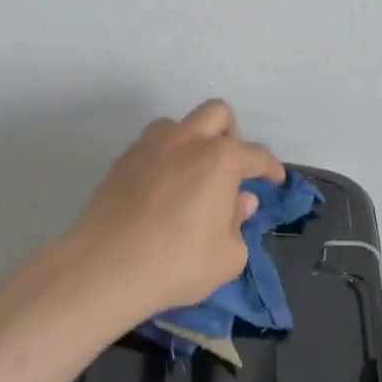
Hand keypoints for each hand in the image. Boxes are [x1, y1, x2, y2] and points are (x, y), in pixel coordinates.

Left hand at [64, 100, 284, 329]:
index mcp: (221, 160)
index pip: (256, 155)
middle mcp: (187, 141)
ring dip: (193, 139)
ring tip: (192, 174)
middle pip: (218, 113)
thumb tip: (240, 200)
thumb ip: (239, 223)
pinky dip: (165, 155)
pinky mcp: (122, 160)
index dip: (271, 168)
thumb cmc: (177, 264)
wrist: (105, 267)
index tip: (275, 180)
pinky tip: (162, 187)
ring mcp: (150, 146)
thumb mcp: (228, 257)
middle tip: (231, 167)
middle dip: (231, 134)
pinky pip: (151, 143)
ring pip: (179, 123)